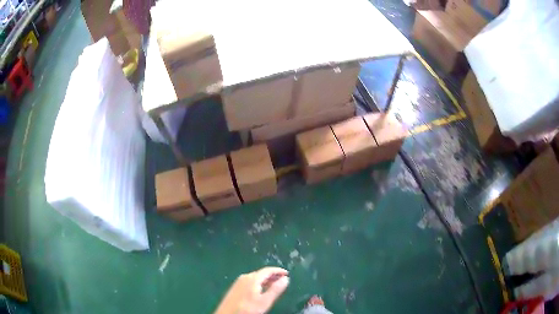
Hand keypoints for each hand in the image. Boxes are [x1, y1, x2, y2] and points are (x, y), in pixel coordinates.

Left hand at [215, 267, 289, 313]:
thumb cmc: (248, 309)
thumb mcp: (265, 301)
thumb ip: (275, 289)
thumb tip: (286, 278)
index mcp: (252, 278)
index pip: (267, 270)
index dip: (278, 271)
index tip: (287, 274)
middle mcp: (244, 277)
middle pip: (261, 273)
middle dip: (272, 276)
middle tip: (282, 280)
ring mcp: (238, 282)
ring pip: (255, 278)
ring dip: (265, 280)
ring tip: (273, 286)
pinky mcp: (235, 288)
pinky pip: (249, 282)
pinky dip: (258, 284)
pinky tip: (260, 291)